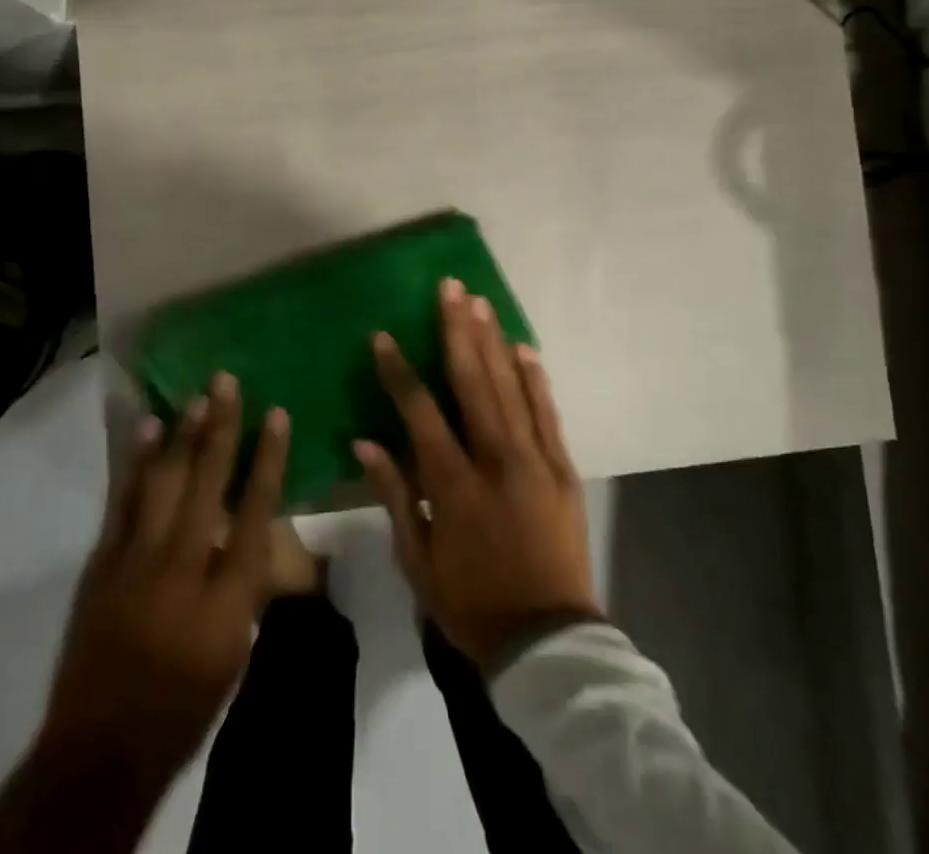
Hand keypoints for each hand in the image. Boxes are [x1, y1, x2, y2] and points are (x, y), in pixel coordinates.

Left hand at [0, 375, 288, 852]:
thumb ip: (247, 584)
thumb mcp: (235, 650)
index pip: (256, 510)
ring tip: (195, 397)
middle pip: (207, 482)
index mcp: (227, 594)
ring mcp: (137, 561)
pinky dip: (137, 463)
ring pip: (164, 481)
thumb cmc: (184, 704)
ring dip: (181, 435)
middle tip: (226, 381)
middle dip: (221, 427)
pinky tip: (147, 432)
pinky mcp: (104, 563)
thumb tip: (258, 532)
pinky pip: (124, 500)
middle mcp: (183, 566)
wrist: (102, 747)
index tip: (277, 414)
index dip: (268, 458)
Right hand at [355, 279, 599, 668]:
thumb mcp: (418, 560)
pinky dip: (536, 379)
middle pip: (473, 382)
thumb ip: (394, 495)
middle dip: (457, 330)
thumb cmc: (471, 603)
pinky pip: (548, 413)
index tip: (383, 336)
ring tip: (480, 302)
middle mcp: (496, 461)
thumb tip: (365, 442)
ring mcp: (536, 461)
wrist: (549, 641)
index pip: (420, 413)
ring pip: (511, 388)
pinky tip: (524, 347)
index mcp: (453, 485)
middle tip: (450, 287)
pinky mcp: (564, 468)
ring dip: (493, 341)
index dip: (399, 372)